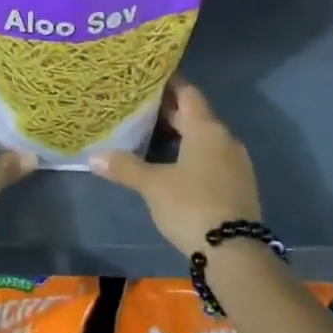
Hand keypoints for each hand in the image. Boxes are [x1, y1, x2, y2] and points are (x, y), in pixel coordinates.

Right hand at [92, 79, 261, 256]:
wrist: (234, 252)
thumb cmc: (191, 205)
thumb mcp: (153, 185)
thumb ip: (125, 167)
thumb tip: (93, 156)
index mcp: (206, 129)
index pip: (188, 93)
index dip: (168, 85)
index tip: (147, 80)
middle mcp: (225, 139)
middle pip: (195, 116)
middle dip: (170, 112)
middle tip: (140, 109)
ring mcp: (236, 163)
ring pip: (205, 138)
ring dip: (182, 136)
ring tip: (152, 137)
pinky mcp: (239, 185)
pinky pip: (213, 158)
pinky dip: (193, 155)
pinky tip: (174, 166)